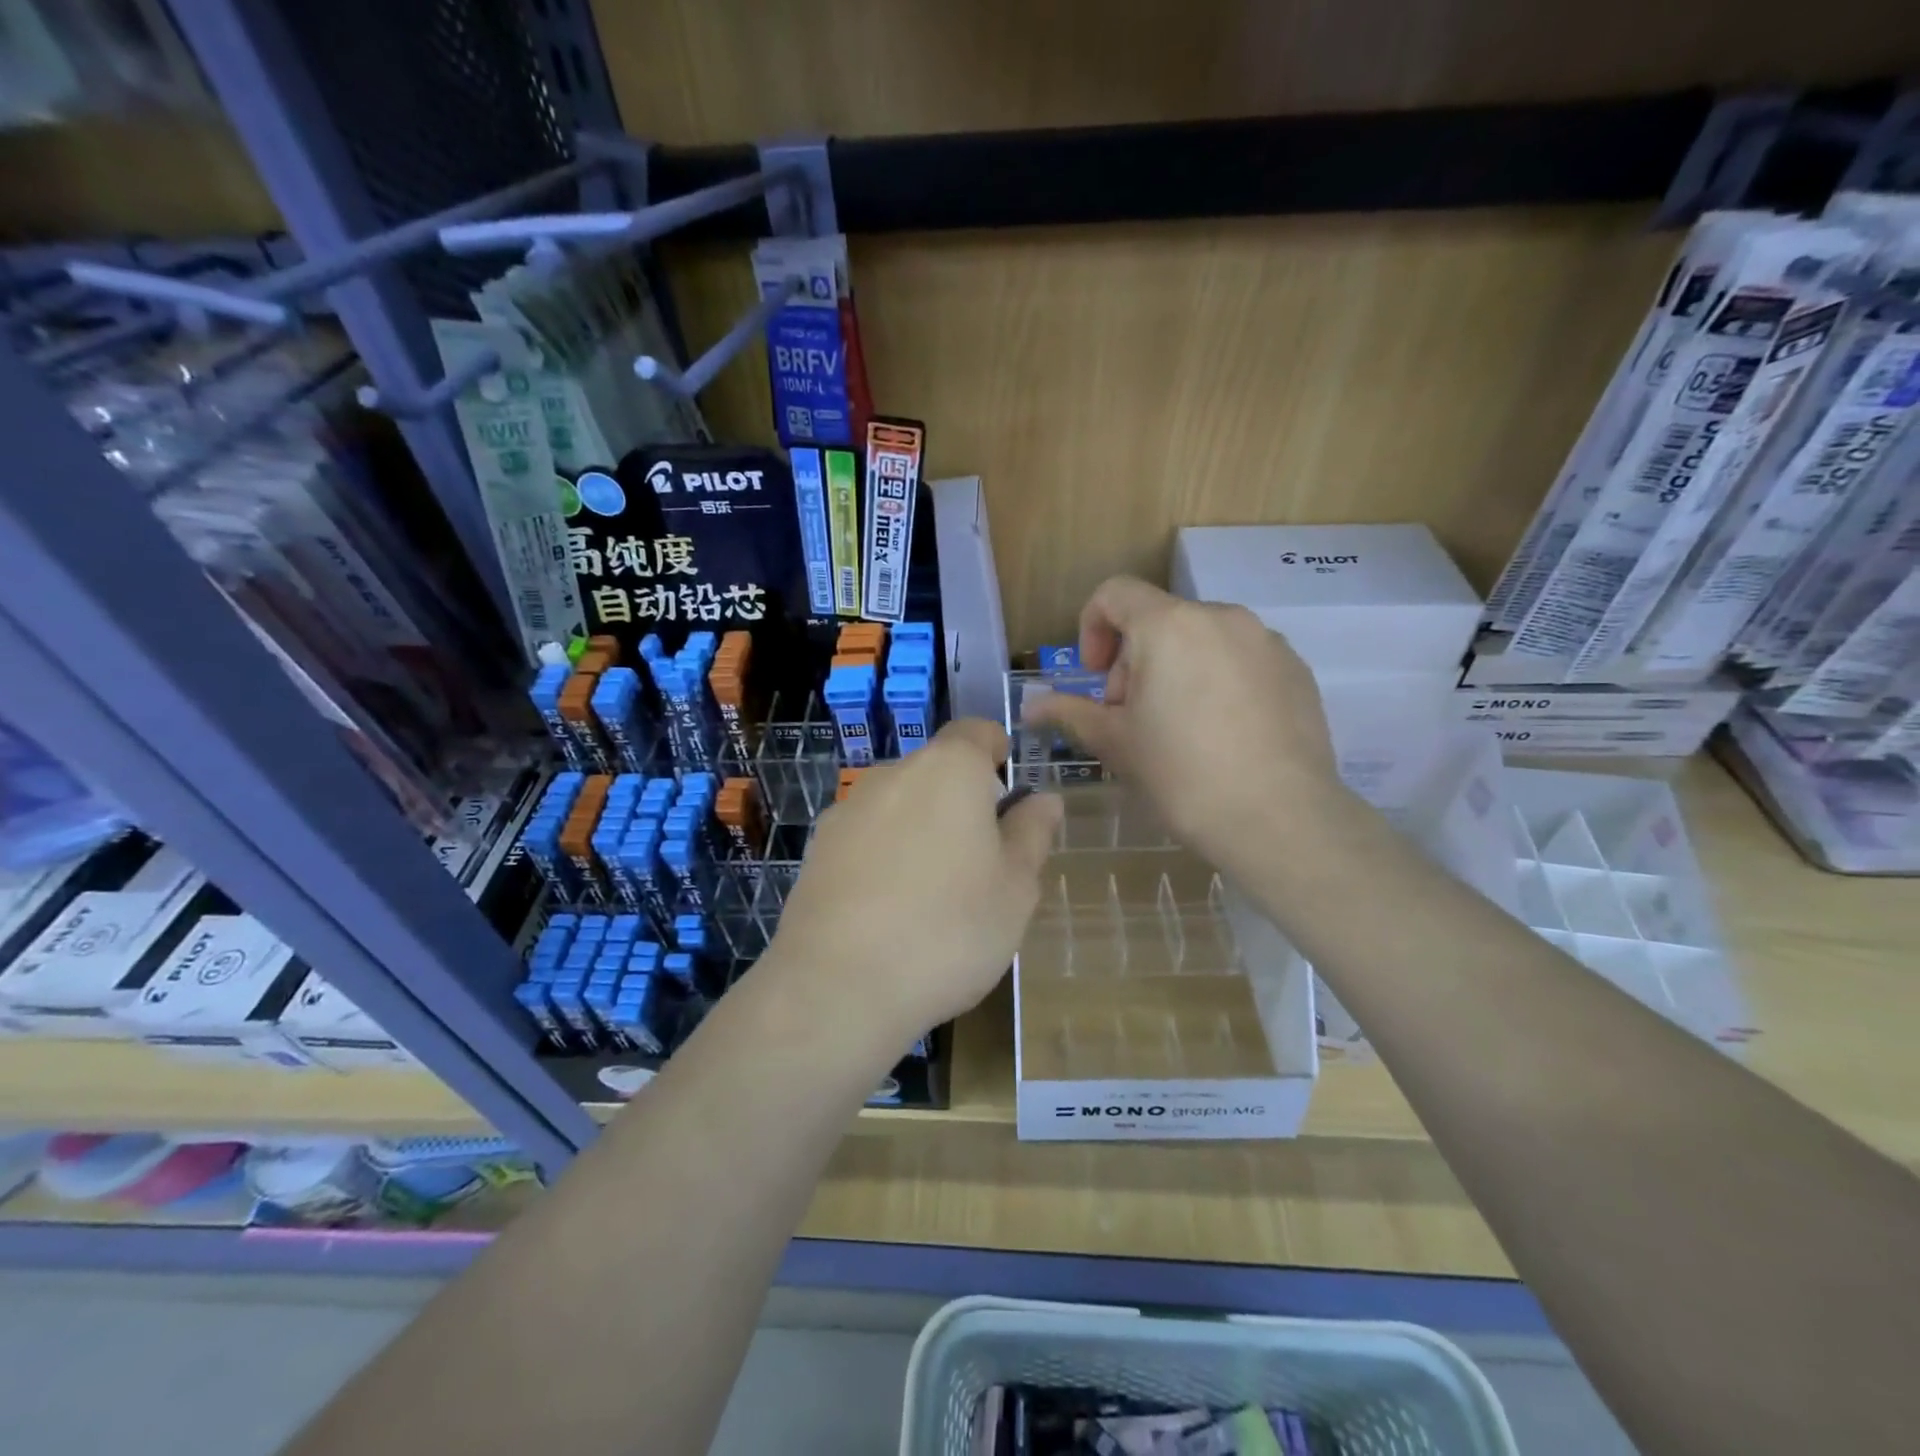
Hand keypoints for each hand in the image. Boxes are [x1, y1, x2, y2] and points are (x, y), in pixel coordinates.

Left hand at [766, 719, 1062, 1051]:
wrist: (837, 986)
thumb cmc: (949, 930)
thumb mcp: (1015, 888)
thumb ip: (1032, 833)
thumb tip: (1043, 799)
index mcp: (948, 770)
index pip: (977, 731)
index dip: (998, 752)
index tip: (1010, 796)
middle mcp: (892, 775)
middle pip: (937, 771)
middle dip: (962, 802)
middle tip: (983, 863)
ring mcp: (847, 811)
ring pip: (900, 805)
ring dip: (922, 831)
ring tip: (934, 896)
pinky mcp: (817, 849)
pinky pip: (866, 837)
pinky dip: (885, 857)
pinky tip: (889, 911)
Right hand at [1025, 576, 1348, 878]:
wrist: (1280, 819)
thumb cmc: (1182, 775)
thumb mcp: (1115, 743)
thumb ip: (1069, 712)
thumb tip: (1030, 707)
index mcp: (1169, 626)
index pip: (1115, 593)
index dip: (1092, 627)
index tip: (1096, 677)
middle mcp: (1221, 617)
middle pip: (1160, 620)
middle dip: (1135, 660)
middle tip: (1133, 717)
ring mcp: (1266, 642)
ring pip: (1202, 640)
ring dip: (1177, 670)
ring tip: (1180, 729)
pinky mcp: (1297, 670)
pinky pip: (1241, 660)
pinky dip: (1219, 681)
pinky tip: (1223, 735)